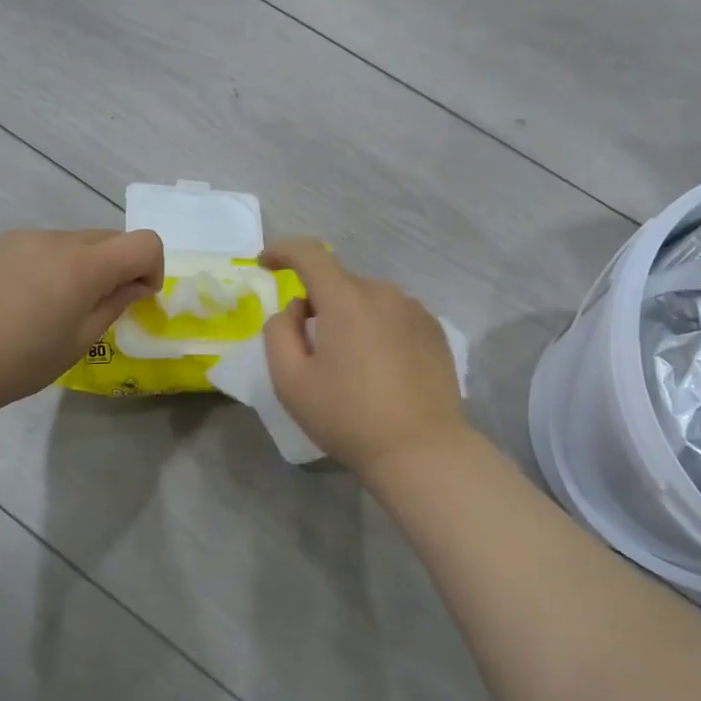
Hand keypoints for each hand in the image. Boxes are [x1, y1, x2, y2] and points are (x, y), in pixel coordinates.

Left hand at [0, 228, 163, 413]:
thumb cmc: (15, 362)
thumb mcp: (77, 343)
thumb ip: (114, 305)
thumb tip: (135, 285)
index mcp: (84, 265)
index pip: (145, 242)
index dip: (153, 268)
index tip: (137, 298)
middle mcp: (58, 239)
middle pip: (111, 237)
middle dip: (119, 267)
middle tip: (99, 306)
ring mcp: (25, 237)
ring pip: (75, 242)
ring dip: (83, 265)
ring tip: (54, 306)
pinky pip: (42, 246)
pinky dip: (51, 264)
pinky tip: (23, 299)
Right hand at [260, 240, 468, 476]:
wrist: (421, 449)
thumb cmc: (348, 417)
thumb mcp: (290, 382)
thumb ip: (278, 333)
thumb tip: (295, 309)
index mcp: (346, 300)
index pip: (310, 254)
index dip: (283, 250)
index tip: (266, 263)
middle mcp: (383, 293)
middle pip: (338, 283)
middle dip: (317, 303)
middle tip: (310, 348)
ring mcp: (414, 310)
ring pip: (367, 299)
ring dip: (349, 316)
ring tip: (349, 364)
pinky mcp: (435, 330)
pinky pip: (394, 315)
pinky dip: (377, 328)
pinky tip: (380, 368)